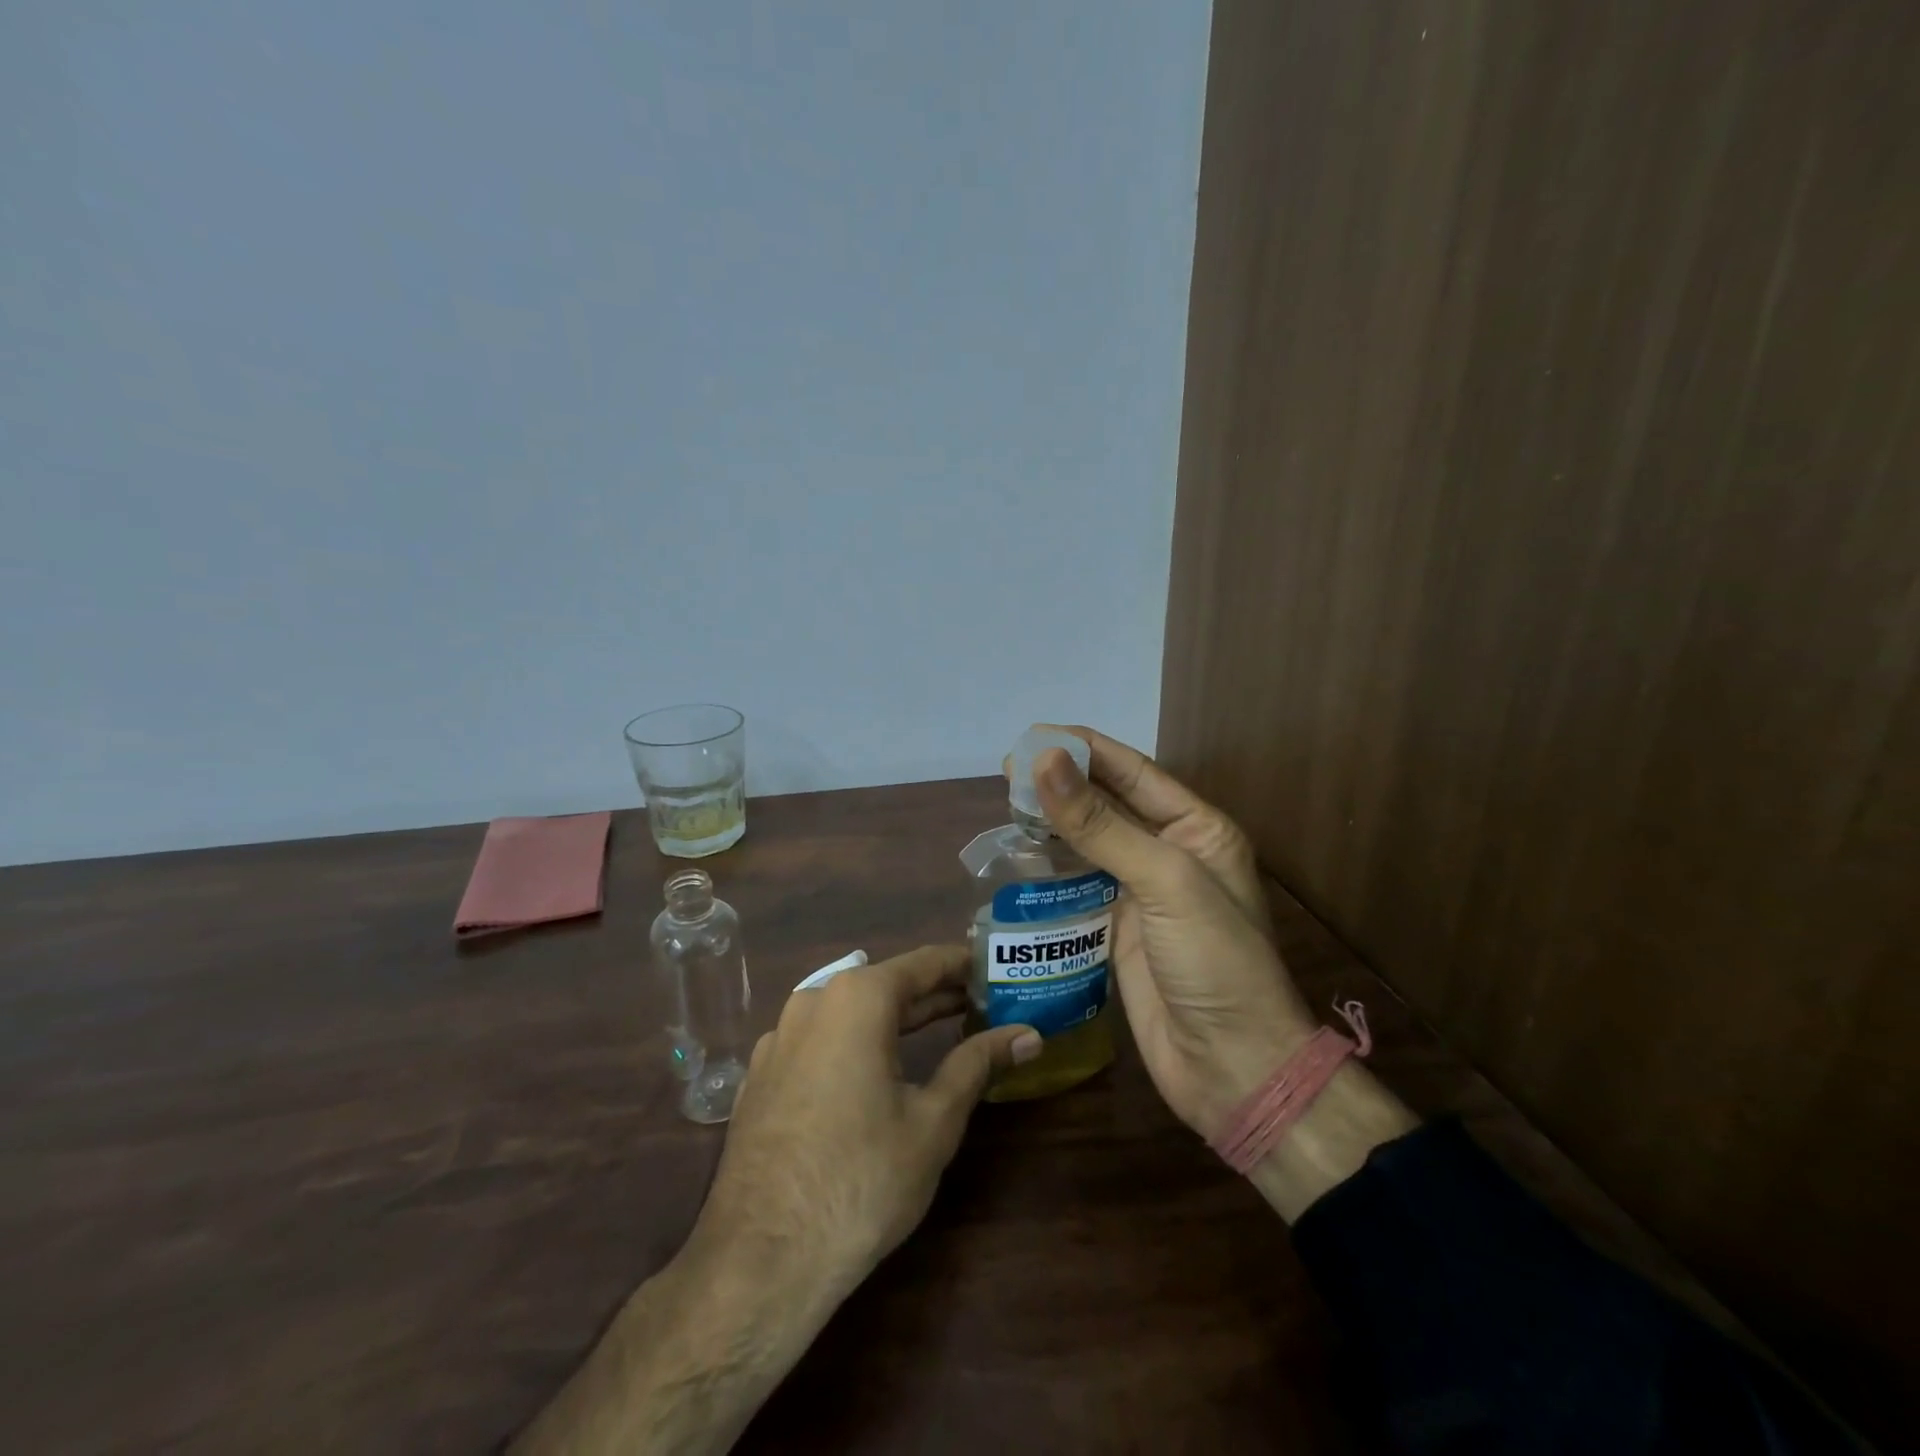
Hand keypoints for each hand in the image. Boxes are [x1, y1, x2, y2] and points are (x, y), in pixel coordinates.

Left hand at [697, 945, 1038, 1296]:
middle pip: (886, 985)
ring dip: (894, 1018)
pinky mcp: (761, 1075)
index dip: (963, 964)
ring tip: (938, 1028)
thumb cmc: (862, 1180)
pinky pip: (819, 1040)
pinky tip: (875, 1069)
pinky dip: (855, 1042)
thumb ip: (978, 1064)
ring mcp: (778, 1038)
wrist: (760, 1261)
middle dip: (934, 993)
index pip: (923, 963)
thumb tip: (1029, 1035)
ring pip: (849, 1012)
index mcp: (856, 999)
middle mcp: (812, 1002)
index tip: (995, 967)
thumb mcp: (934, 1120)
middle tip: (981, 1002)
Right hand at [1029, 727, 1314, 1139]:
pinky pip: (1077, 885)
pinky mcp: (1117, 928)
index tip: (1033, 735)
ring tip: (1007, 802)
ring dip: (1052, 822)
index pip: (1133, 772)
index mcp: (1198, 829)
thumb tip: (1045, 760)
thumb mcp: (1164, 881)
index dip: (1085, 749)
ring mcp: (1143, 893)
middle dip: (1063, 782)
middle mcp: (1170, 853)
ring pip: (1089, 842)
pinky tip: (1019, 854)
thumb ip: (1101, 823)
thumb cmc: (1214, 961)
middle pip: (1108, 803)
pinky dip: (1050, 868)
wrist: (1231, 1067)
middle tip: (1008, 768)